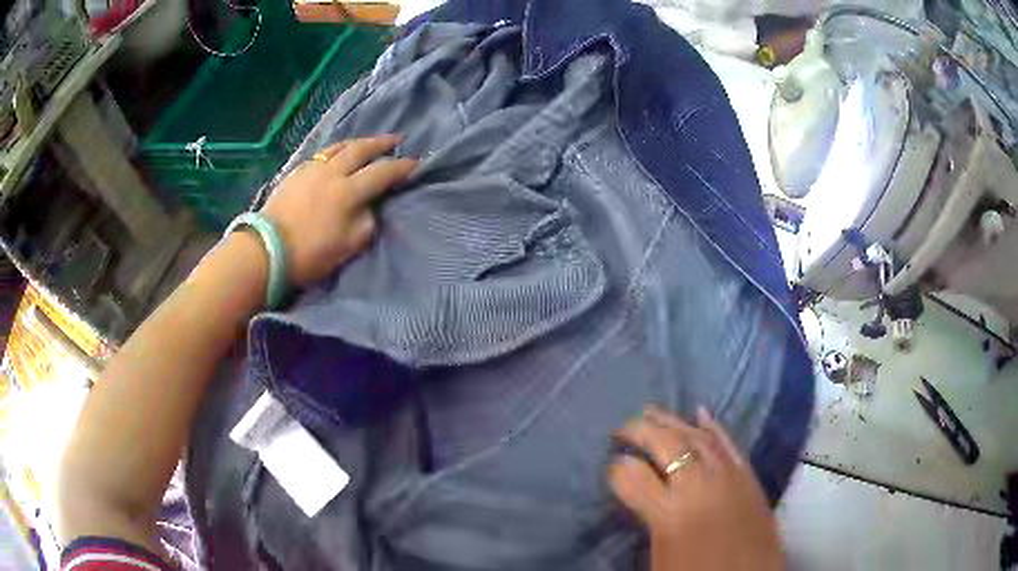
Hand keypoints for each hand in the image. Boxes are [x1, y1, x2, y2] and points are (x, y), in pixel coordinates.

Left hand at [260, 134, 416, 286]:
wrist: (267, 250)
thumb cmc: (310, 253)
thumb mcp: (349, 245)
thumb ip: (367, 222)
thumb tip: (371, 206)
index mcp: (348, 191)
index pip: (382, 172)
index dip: (402, 167)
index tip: (416, 163)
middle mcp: (332, 172)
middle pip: (361, 149)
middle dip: (382, 143)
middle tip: (396, 139)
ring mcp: (311, 169)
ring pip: (339, 146)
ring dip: (358, 142)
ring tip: (368, 142)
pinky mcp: (296, 172)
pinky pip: (322, 153)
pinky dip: (336, 149)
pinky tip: (337, 153)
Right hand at [609, 406, 783, 570]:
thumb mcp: (660, 556)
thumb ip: (649, 518)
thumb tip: (637, 490)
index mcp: (668, 513)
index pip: (633, 477)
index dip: (618, 468)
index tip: (611, 465)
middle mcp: (697, 486)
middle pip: (666, 445)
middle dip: (639, 431)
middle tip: (621, 428)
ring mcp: (726, 475)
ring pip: (696, 437)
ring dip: (672, 421)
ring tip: (651, 411)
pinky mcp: (747, 475)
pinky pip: (727, 443)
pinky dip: (713, 426)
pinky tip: (700, 413)